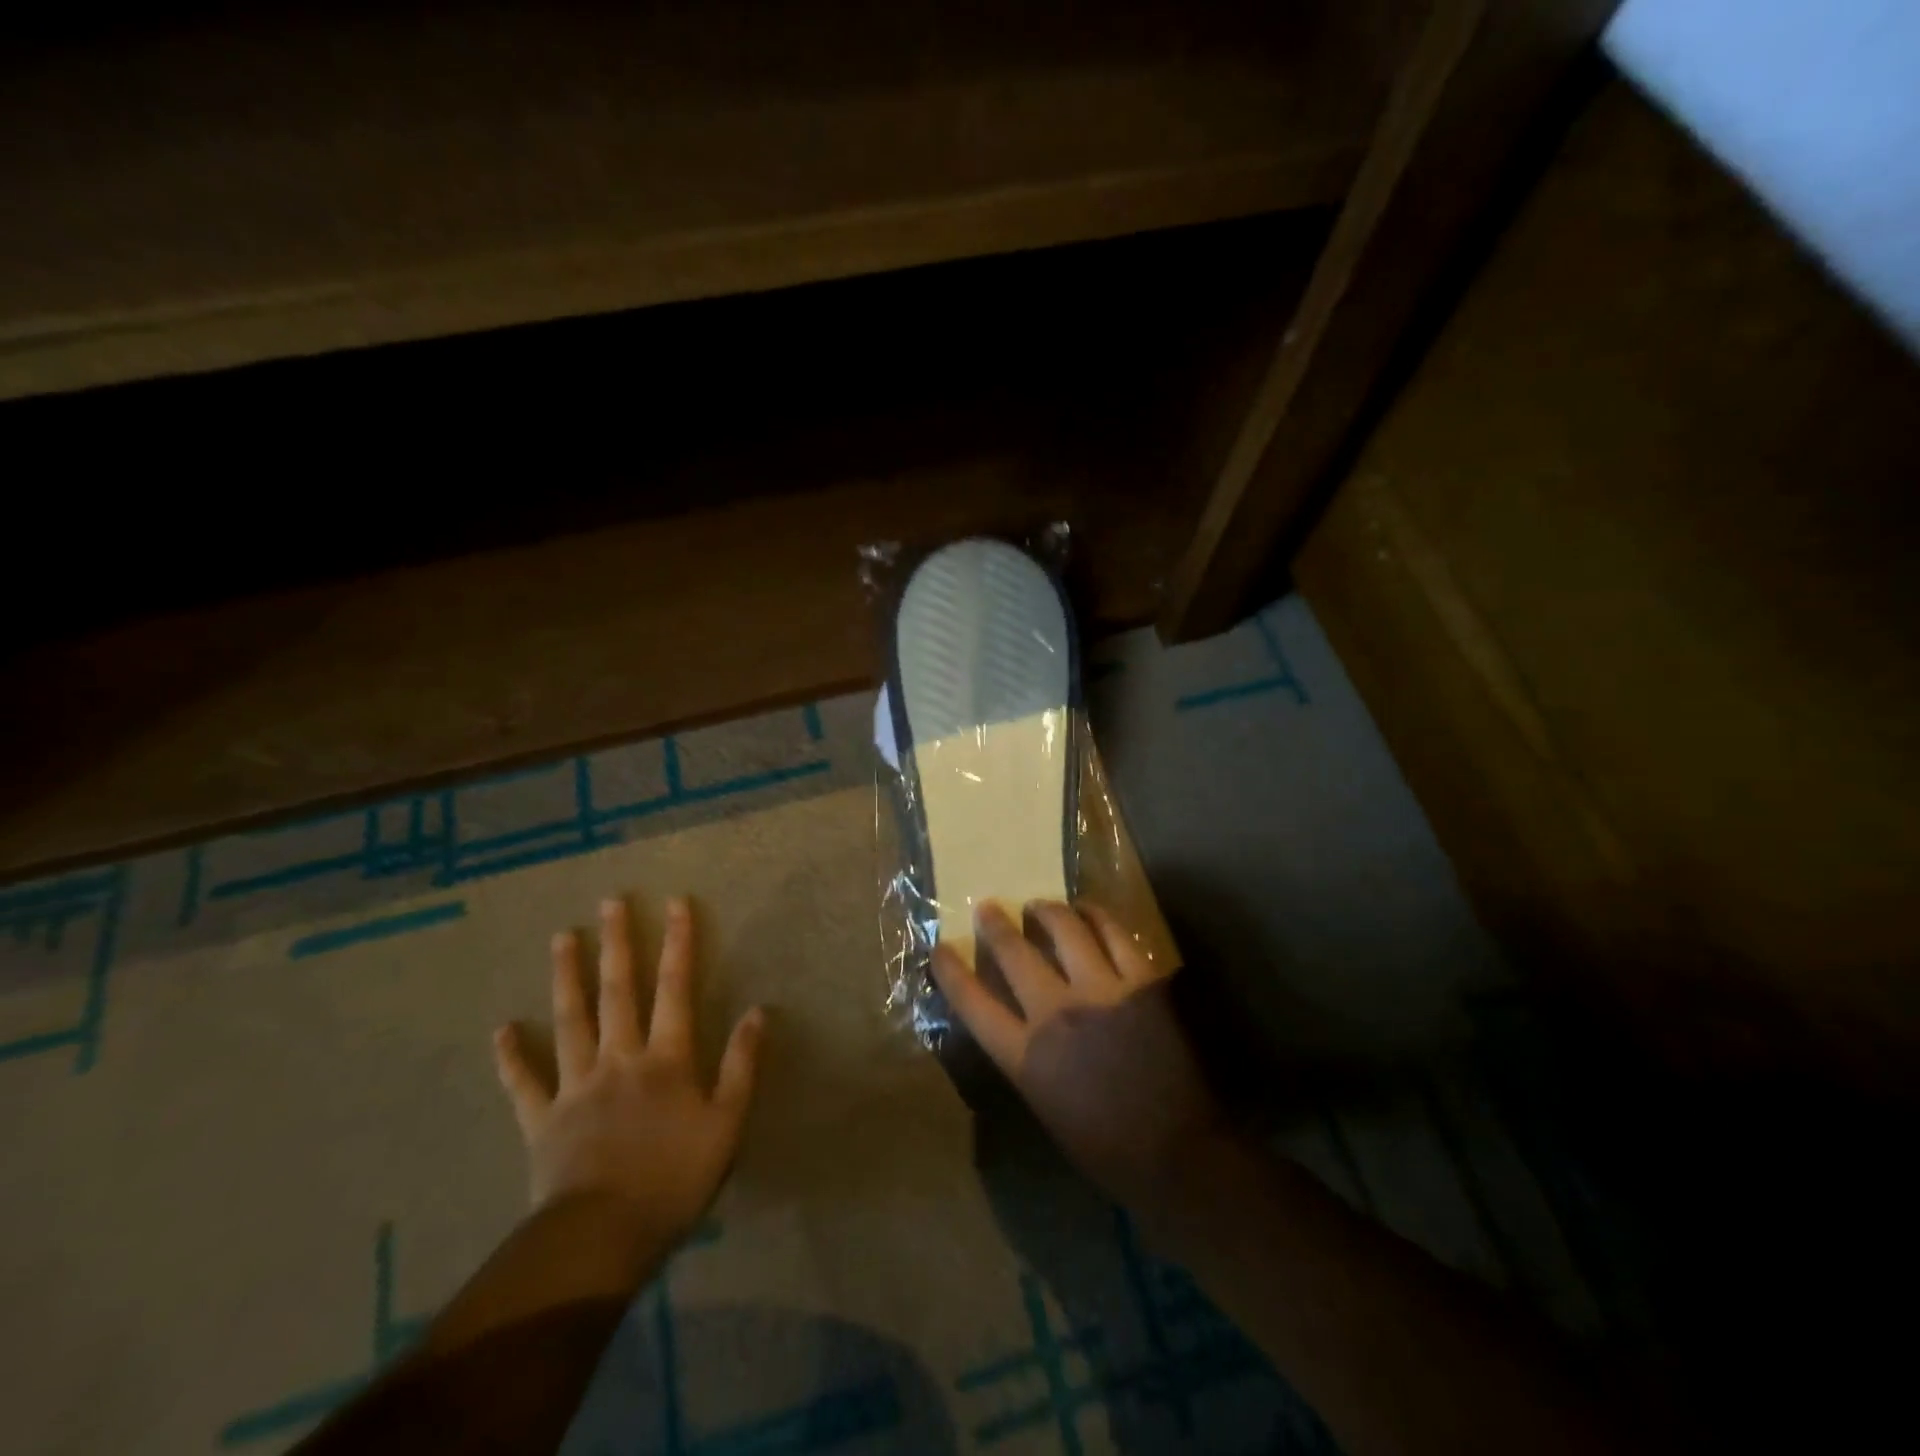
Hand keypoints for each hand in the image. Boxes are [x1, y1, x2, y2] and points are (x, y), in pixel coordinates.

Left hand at [492, 896, 762, 1253]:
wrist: (603, 1237)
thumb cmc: (674, 1179)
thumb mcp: (727, 1123)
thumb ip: (742, 1065)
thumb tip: (757, 1011)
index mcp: (666, 1059)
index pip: (675, 988)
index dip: (678, 943)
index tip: (675, 903)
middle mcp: (619, 1058)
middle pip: (619, 991)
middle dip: (618, 943)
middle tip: (610, 902)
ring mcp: (576, 1086)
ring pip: (570, 1020)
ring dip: (567, 977)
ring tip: (561, 938)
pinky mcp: (542, 1120)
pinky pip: (524, 1082)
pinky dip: (512, 1055)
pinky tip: (502, 1028)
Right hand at [930, 900, 1223, 1212]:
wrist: (1176, 1153)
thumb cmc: (1104, 1145)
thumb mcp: (1043, 1103)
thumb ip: (1026, 1055)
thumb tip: (1017, 1021)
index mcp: (1025, 1055)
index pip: (973, 1003)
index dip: (950, 971)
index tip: (939, 949)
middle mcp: (1056, 1012)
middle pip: (1015, 954)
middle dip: (995, 925)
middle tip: (988, 908)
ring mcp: (1101, 990)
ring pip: (1064, 929)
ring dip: (1047, 911)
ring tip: (1039, 905)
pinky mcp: (1141, 981)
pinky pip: (1114, 933)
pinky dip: (1096, 916)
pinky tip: (1088, 911)